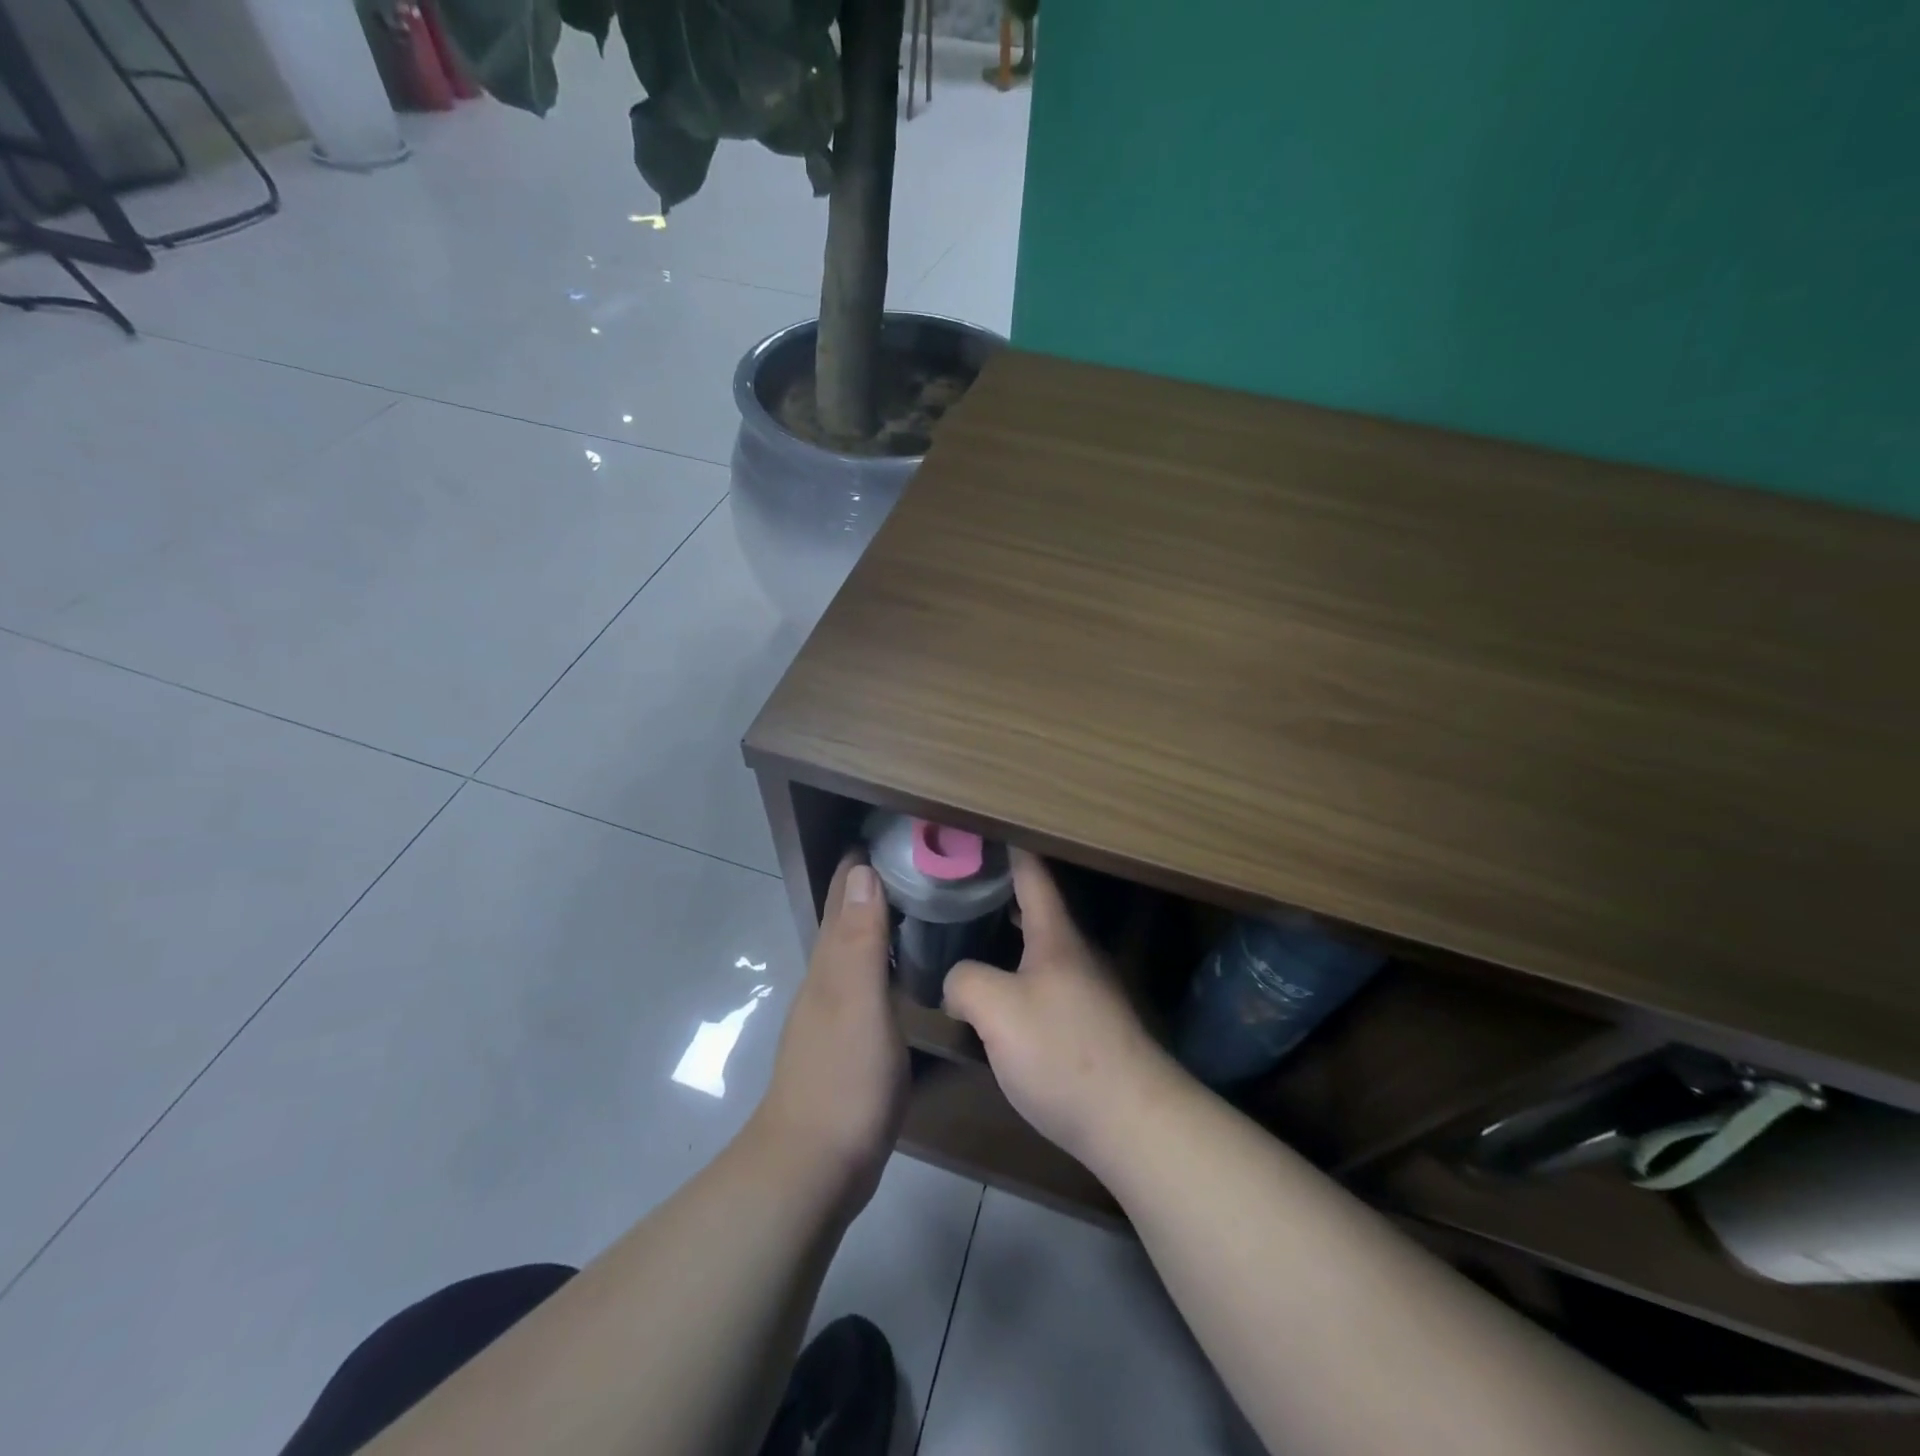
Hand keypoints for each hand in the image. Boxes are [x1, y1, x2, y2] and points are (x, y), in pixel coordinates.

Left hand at [750, 854, 906, 1210]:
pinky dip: (883, 959)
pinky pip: (867, 981)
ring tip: (914, 899)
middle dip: (870, 883)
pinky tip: (902, 966)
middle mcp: (828, 979)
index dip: (861, 862)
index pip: (844, 896)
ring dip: (877, 919)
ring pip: (856, 949)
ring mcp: (836, 1012)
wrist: (814, 1165)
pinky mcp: (849, 1041)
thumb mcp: (857, 1001)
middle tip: (914, 857)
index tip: (890, 830)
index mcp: (831, 963)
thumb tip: (862, 870)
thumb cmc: (843, 1077)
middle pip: (847, 918)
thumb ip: (861, 939)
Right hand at [942, 850, 1176, 1168]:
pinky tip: (998, 999)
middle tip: (958, 888)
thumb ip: (965, 981)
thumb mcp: (996, 1010)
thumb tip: (957, 982)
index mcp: (1056, 936)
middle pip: (1037, 909)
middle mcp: (1077, 953)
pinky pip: (1047, 983)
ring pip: (1042, 949)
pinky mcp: (1092, 1025)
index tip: (983, 829)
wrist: (1133, 1120)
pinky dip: (1020, 975)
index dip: (1008, 848)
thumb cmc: (1062, 1051)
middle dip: (1000, 893)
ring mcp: (1089, 990)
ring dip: (1008, 938)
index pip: (1032, 873)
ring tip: (969, 939)